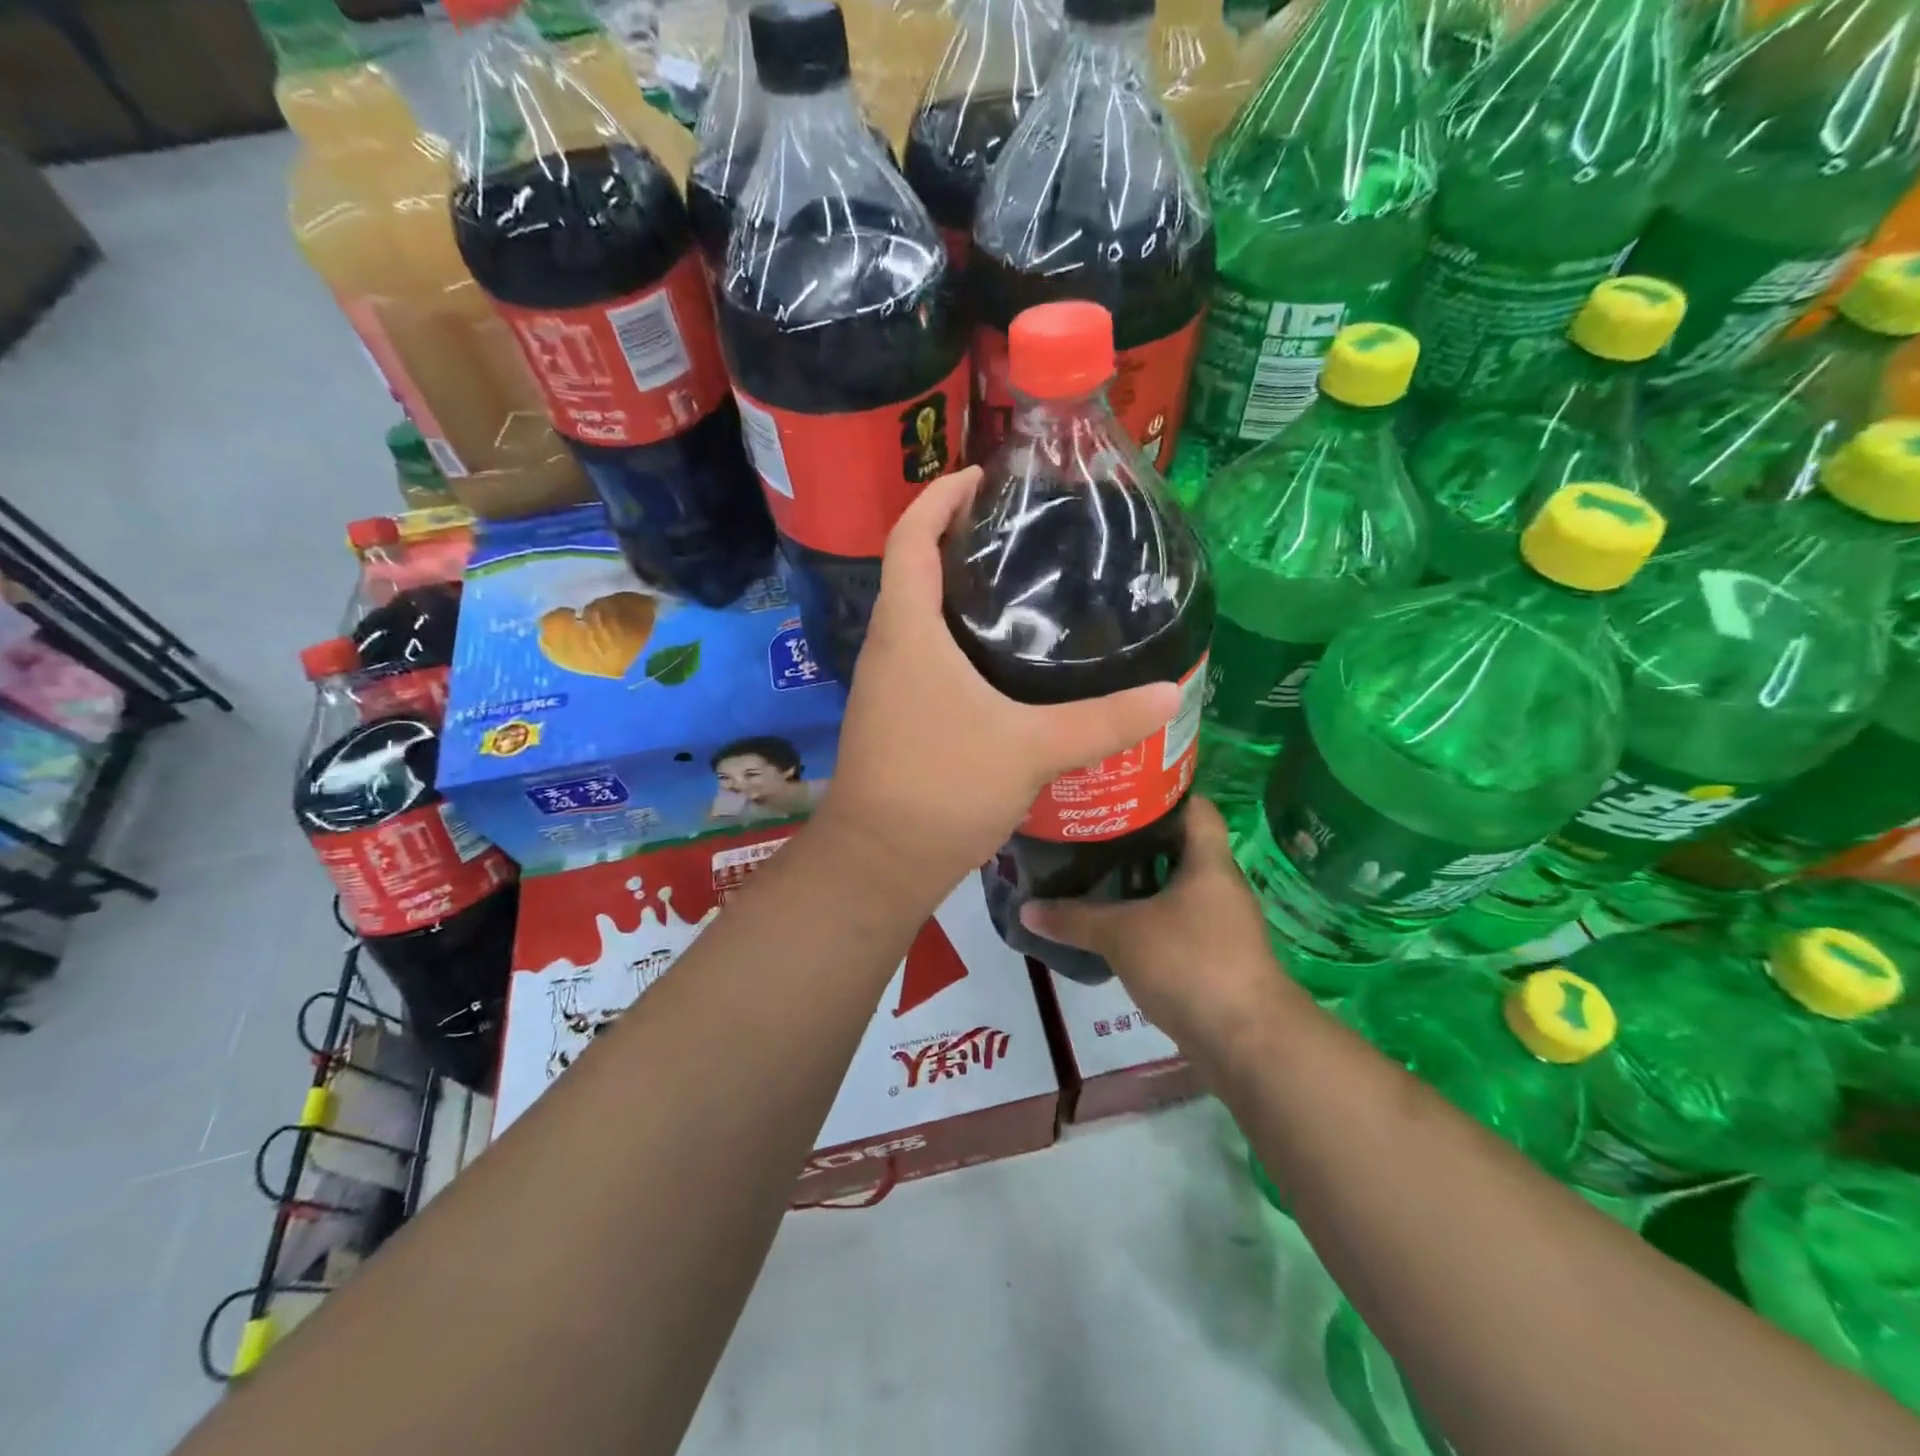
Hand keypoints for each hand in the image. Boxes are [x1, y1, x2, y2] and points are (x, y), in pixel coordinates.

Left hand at [818, 467, 1181, 896]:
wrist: (879, 862)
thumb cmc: (943, 788)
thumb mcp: (1030, 748)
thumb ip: (1102, 721)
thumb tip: (1168, 695)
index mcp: (907, 630)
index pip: (909, 536)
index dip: (940, 496)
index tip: (983, 477)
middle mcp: (888, 647)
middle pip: (912, 569)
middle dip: (957, 539)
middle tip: (1021, 531)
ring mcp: (887, 684)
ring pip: (918, 616)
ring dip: (957, 591)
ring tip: (1021, 586)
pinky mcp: (895, 716)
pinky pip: (923, 655)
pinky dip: (956, 638)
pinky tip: (1002, 660)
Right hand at [1020, 799, 1302, 1053]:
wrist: (1246, 1041)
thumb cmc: (1190, 963)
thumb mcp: (1122, 935)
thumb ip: (1073, 919)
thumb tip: (1025, 908)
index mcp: (1208, 861)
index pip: (1194, 806)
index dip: (1160, 791)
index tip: (1118, 789)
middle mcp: (1218, 884)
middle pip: (1178, 846)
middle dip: (1136, 838)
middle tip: (1090, 829)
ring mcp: (1219, 922)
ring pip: (1174, 886)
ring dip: (1139, 881)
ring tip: (1091, 870)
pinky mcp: (1212, 956)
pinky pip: (1174, 921)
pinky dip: (1146, 916)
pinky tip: (1112, 921)